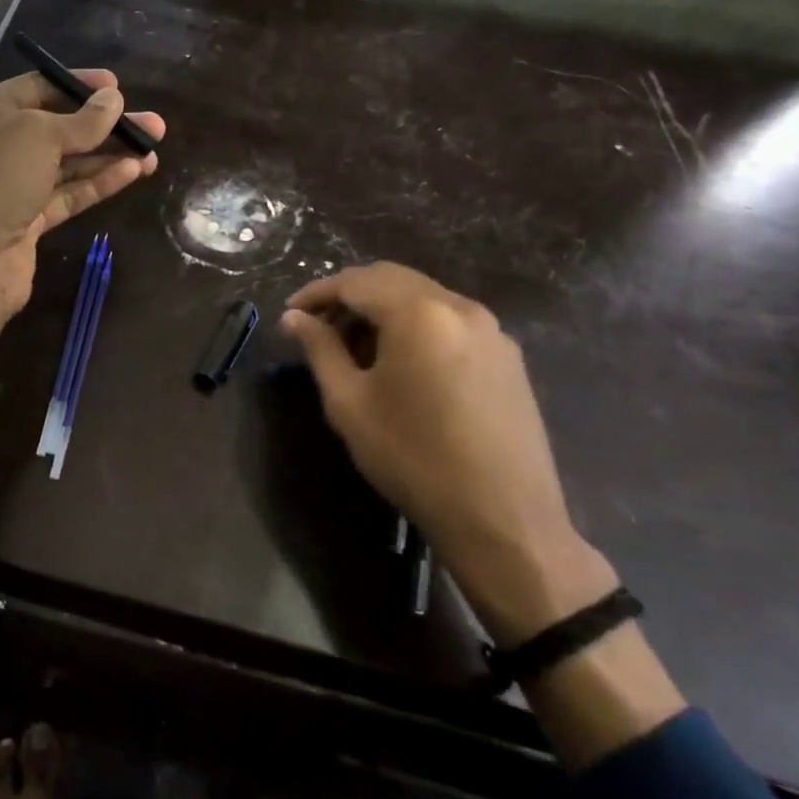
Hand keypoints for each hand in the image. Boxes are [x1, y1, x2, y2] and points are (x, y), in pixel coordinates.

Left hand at [0, 68, 165, 318]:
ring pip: (70, 163)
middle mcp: (1, 144)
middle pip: (61, 127)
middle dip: (106, 125)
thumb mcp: (40, 134)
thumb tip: (113, 99)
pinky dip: (99, 182)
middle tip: (153, 124)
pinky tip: (133, 172)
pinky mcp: (30, 220)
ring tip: (153, 149)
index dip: (79, 85)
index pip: (40, 87)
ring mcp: (15, 185)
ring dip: (110, 155)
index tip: (118, 87)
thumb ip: (83, 120)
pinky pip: (70, 194)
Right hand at [282, 263, 614, 644]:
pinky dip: (416, 325)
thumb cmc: (413, 458)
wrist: (503, 519)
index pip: (355, 282)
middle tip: (320, 326)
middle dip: (350, 296)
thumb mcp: (350, 403)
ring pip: (423, 297)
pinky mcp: (507, 355)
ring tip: (356, 347)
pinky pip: (450, 320)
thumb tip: (295, 318)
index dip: (317, 293)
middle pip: (391, 279)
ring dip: (384, 309)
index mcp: (418, 312)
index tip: (290, 313)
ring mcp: (490, 329)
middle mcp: (458, 306)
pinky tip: (401, 362)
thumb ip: (320, 349)